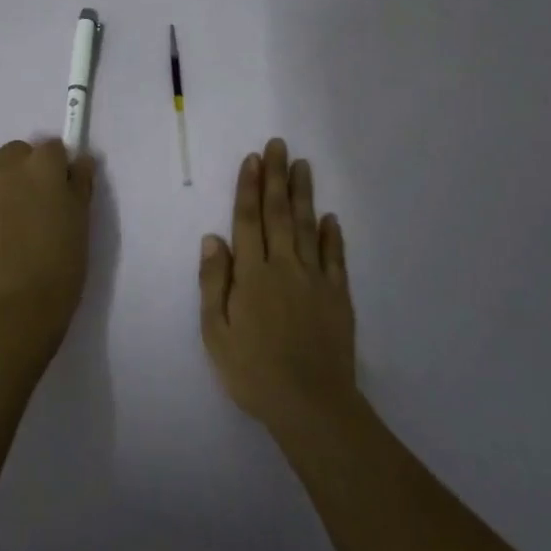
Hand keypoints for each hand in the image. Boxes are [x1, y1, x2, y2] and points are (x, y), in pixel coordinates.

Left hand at [0, 138, 95, 358]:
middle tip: (47, 203)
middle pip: (21, 152)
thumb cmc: (60, 263)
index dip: (63, 167)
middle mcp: (7, 167)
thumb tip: (78, 162)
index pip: (55, 147)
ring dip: (13, 182)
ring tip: (25, 220)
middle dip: (33, 168)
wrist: (15, 307)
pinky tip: (8, 232)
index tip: (68, 191)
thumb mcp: (82, 220)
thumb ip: (80, 182)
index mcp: (41, 164)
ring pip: (1, 171)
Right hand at [199, 138, 356, 434]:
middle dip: (276, 177)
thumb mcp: (216, 332)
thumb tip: (212, 238)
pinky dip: (333, 235)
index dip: (249, 188)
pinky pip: (335, 258)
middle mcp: (284, 267)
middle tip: (278, 145)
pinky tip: (331, 217)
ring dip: (304, 195)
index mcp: (252, 274)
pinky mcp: (338, 296)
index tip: (253, 159)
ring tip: (302, 165)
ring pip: (308, 227)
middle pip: (279, 214)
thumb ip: (214, 283)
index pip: (248, 220)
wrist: (311, 405)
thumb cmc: (253, 371)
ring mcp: (315, 280)